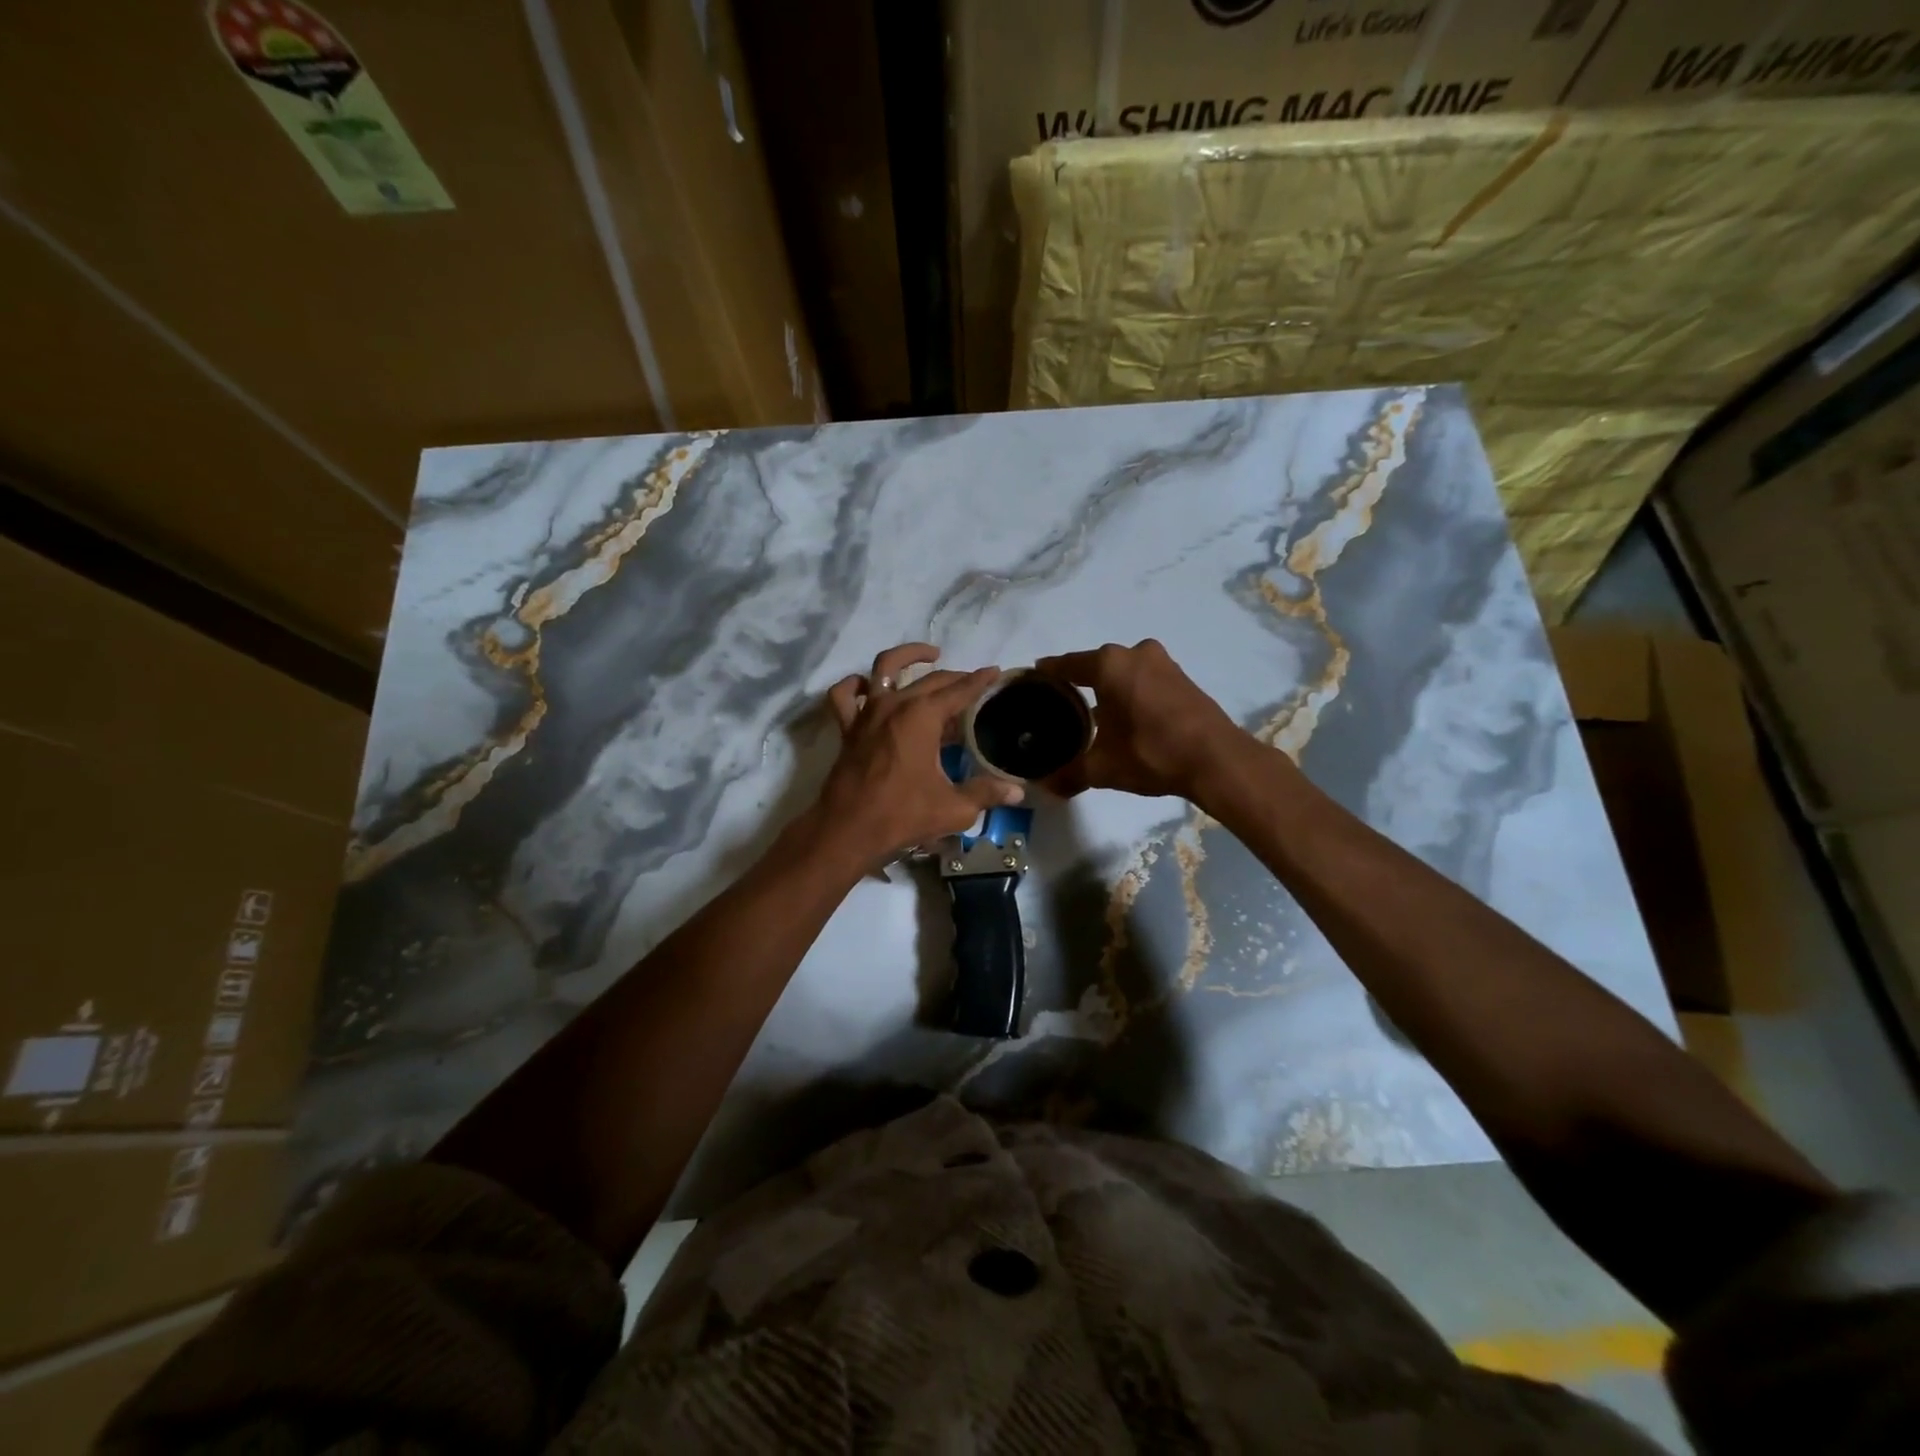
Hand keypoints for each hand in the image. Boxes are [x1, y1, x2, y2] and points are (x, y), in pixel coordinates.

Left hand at [819, 643, 1024, 859]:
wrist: (848, 830)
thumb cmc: (902, 815)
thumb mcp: (954, 808)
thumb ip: (986, 794)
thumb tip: (1016, 792)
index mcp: (922, 717)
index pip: (959, 691)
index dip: (980, 681)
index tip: (995, 672)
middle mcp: (894, 705)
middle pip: (930, 679)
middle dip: (955, 676)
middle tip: (973, 682)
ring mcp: (867, 714)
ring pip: (884, 668)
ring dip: (907, 656)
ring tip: (928, 655)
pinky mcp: (848, 729)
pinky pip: (844, 696)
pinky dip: (855, 685)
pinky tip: (867, 685)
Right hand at [1035, 639, 1242, 799]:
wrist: (1217, 760)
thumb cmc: (1151, 753)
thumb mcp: (1103, 768)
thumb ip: (1069, 773)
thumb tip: (1044, 786)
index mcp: (1109, 664)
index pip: (1066, 665)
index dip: (1046, 674)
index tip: (1031, 682)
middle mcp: (1134, 653)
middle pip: (1094, 665)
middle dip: (1077, 684)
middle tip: (1059, 707)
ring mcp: (1162, 662)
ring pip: (1122, 671)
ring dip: (1107, 689)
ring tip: (1091, 714)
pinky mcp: (1182, 677)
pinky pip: (1143, 679)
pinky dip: (1130, 692)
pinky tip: (1124, 716)